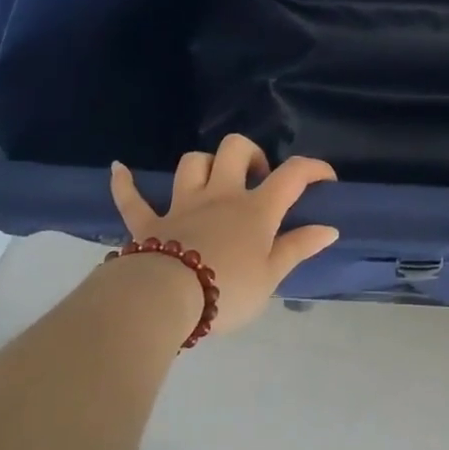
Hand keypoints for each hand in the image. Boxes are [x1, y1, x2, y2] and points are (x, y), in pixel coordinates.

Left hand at [107, 135, 337, 335]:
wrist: (165, 300)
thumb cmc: (227, 290)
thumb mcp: (271, 276)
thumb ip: (298, 248)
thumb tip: (329, 228)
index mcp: (255, 209)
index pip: (292, 175)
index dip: (313, 168)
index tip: (325, 178)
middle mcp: (220, 196)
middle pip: (234, 149)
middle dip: (250, 154)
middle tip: (257, 179)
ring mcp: (182, 205)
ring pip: (192, 163)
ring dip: (204, 165)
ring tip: (212, 181)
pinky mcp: (148, 223)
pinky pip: (132, 198)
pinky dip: (125, 183)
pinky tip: (119, 169)